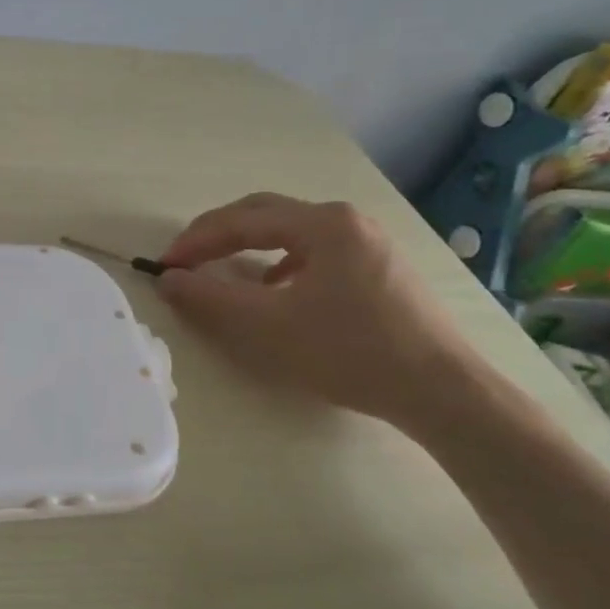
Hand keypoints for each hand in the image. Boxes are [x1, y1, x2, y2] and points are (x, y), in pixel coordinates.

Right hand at [156, 192, 483, 425]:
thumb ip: (211, 298)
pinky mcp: (382, 269)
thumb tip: (169, 279)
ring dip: (250, 246)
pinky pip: (316, 252)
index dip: (197, 241)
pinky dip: (281, 263)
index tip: (164, 265)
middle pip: (267, 215)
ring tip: (224, 272)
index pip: (242, 221)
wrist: (445, 394)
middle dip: (219, 234)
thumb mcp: (269, 327)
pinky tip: (277, 290)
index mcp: (323, 223)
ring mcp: (370, 243)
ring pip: (292, 232)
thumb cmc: (351, 352)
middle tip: (186, 259)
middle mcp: (347, 221)